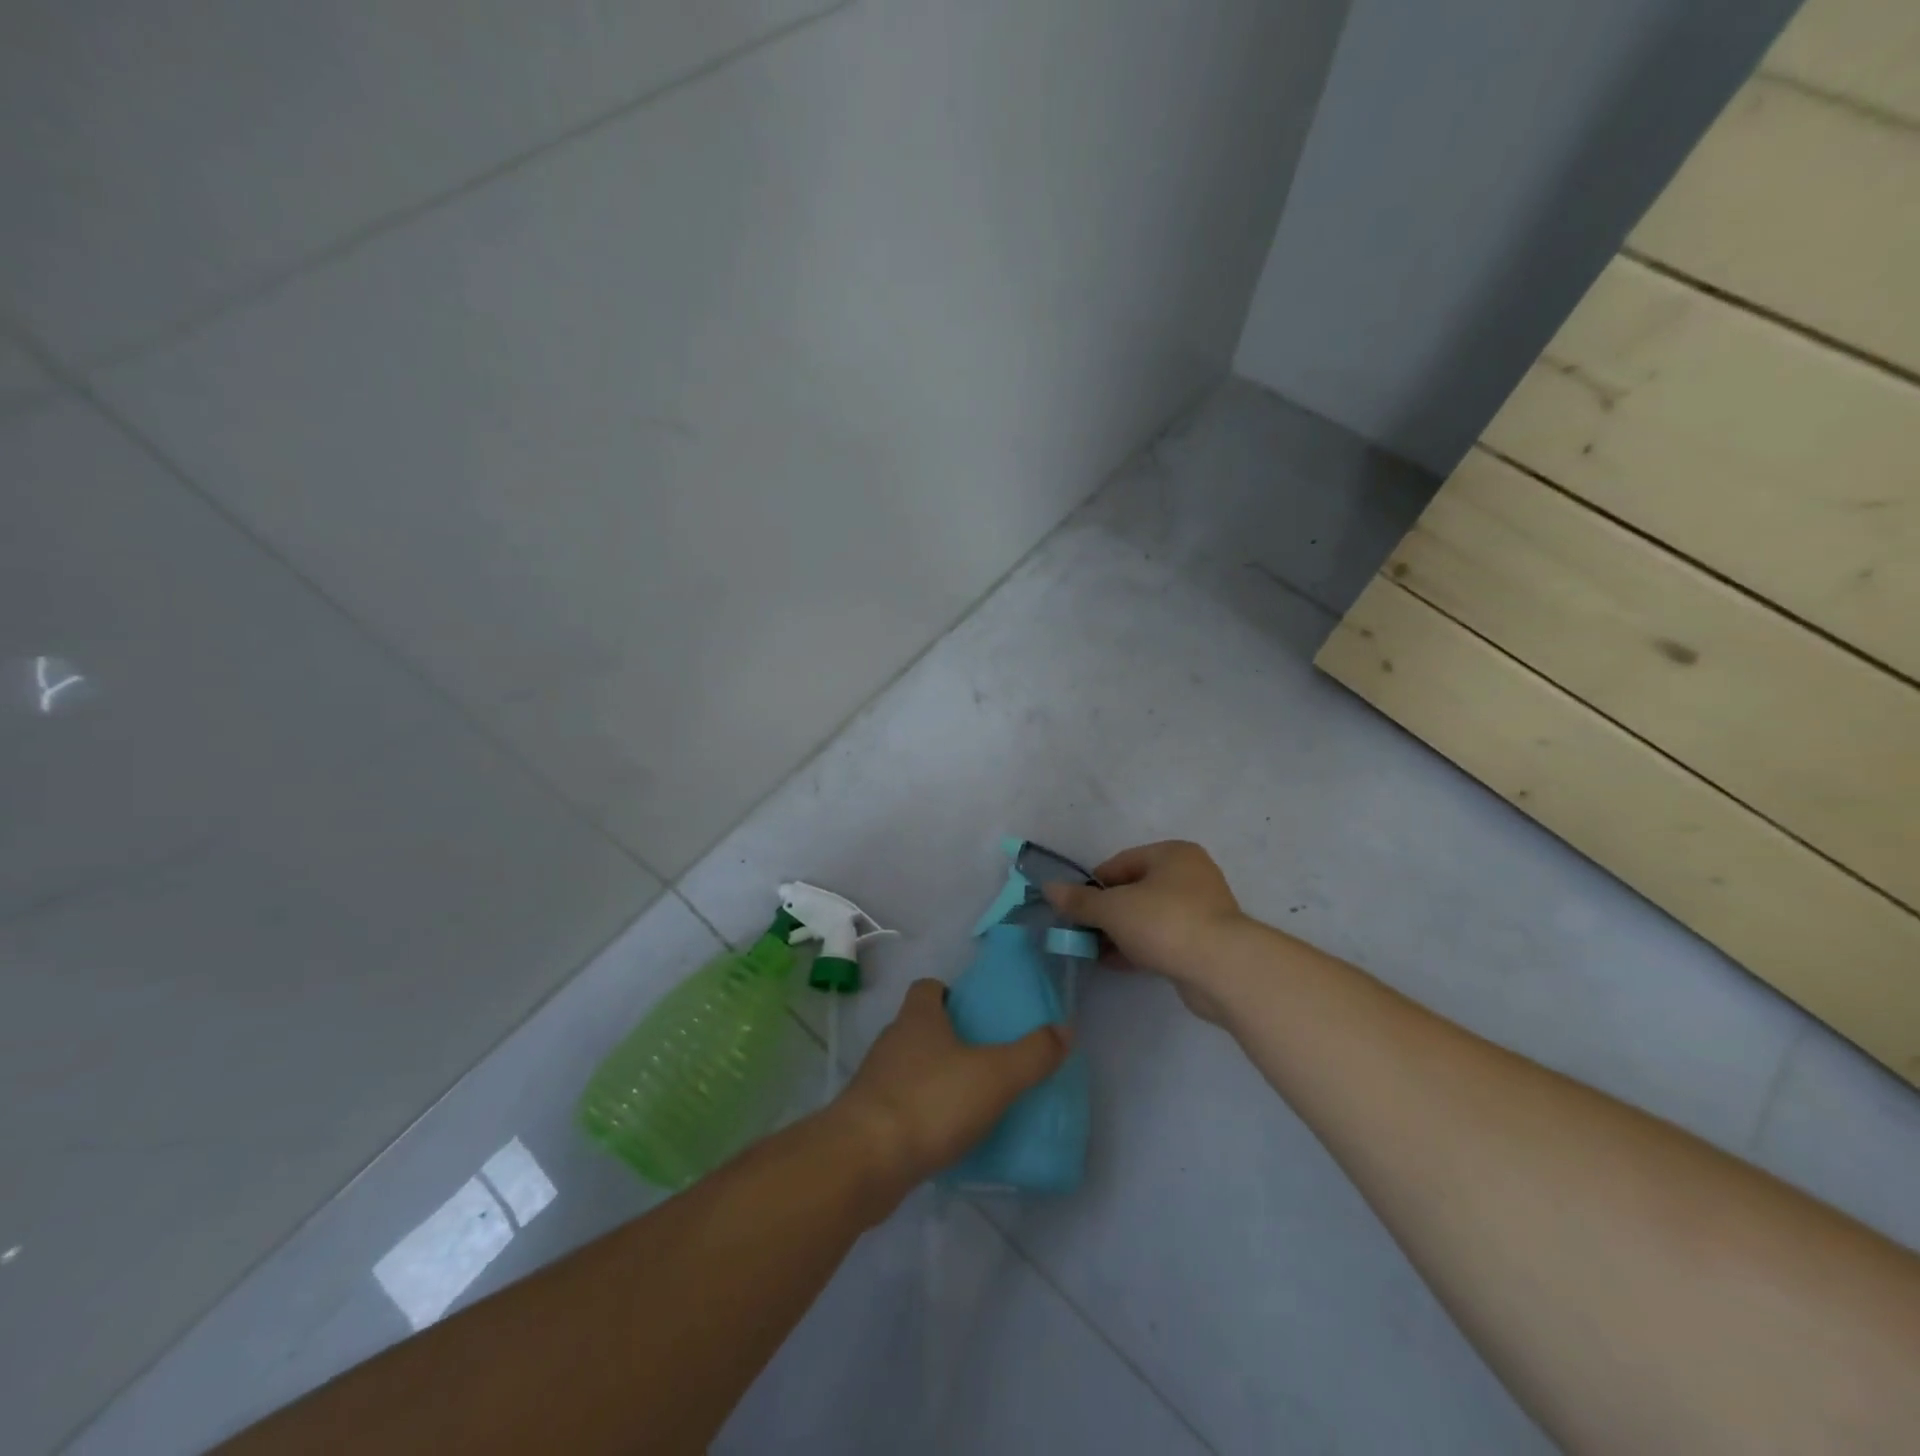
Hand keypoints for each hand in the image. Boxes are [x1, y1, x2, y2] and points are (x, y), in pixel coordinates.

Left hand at [833, 979, 1068, 1199]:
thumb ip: (1033, 1054)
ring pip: (908, 1068)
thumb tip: (1065, 1029)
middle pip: (919, 1027)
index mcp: (918, 1018)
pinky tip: (943, 1137)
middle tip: (983, 1059)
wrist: (865, 1162)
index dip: (948, 994)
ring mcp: (875, 1081)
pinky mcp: (867, 1119)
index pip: (927, 988)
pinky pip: (900, 1106)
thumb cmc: (931, 1102)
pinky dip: (920, 1115)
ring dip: (933, 1079)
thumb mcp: (995, 1076)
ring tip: (968, 1101)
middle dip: (947, 1039)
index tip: (973, 1013)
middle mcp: (892, 1041)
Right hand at [1042, 841, 1248, 1020]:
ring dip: (1119, 932)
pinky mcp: (1204, 943)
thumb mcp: (1113, 908)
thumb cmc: (1164, 922)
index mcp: (1172, 854)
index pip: (1120, 863)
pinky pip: (1162, 939)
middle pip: (1134, 890)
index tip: (1074, 908)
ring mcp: (1201, 910)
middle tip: (1081, 931)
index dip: (1092, 885)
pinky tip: (1114, 963)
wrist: (1222, 969)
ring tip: (1092, 950)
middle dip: (1105, 912)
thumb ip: (1080, 900)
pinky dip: (1138, 948)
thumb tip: (1049, 888)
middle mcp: (1190, 876)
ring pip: (1147, 917)